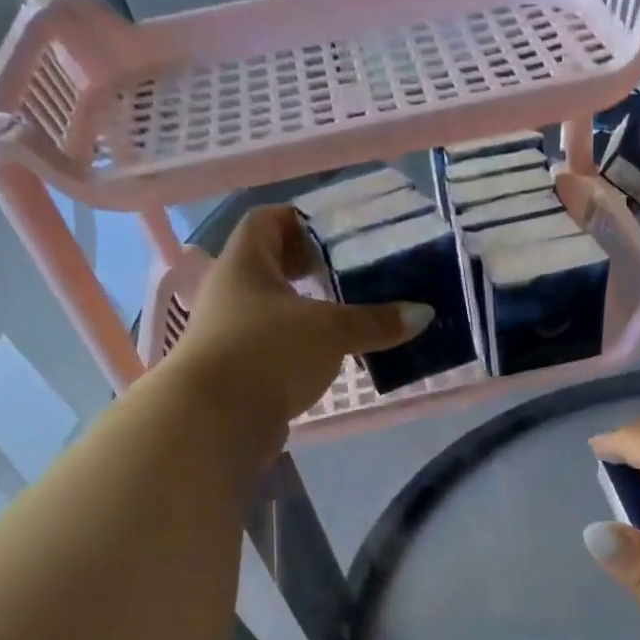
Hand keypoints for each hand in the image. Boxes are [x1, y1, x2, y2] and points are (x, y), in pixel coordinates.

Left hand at [168, 204, 432, 433]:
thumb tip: (423, 314)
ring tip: (347, 318)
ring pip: (273, 310)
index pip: (267, 221)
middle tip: (350, 275)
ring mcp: (230, 334)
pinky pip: (273, 347)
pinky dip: (299, 347)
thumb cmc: (268, 352)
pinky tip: (328, 358)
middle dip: (309, 269)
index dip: (300, 220)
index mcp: (245, 263)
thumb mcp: (330, 331)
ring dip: (306, 312)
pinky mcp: (238, 371)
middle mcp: (231, 292)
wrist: (216, 419)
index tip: (337, 232)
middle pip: (271, 266)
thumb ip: (375, 321)